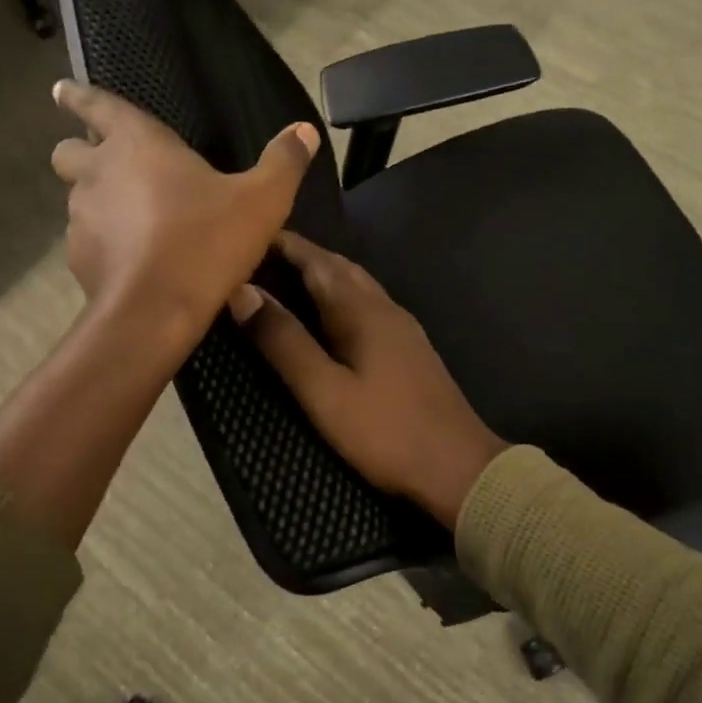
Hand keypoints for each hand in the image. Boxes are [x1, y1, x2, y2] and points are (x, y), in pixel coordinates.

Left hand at [50, 80, 320, 344]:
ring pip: (76, 198)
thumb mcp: (263, 200)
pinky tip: (132, 259)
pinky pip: (86, 239)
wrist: (155, 311)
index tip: (60, 90)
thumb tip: (304, 130)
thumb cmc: (207, 242)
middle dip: (83, 153)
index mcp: (137, 144)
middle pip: (69, 152)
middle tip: (111, 166)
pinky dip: (104, 242)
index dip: (79, 96)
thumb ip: (284, 162)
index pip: (97, 106)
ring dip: (98, 201)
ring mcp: (81, 217)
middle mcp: (99, 173)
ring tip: (133, 220)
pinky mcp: (78, 258)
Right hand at [231, 232, 507, 530]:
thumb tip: (243, 291)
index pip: (317, 261)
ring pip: (358, 285)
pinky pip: (368, 305)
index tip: (248, 236)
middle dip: (303, 256)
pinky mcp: (411, 348)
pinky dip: (341, 298)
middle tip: (261, 258)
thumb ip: (284, 341)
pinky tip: (330, 318)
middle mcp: (385, 307)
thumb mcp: (324, 391)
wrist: (458, 466)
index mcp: (361, 310)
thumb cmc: (385, 431)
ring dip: (324, 275)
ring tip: (287, 282)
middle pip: (340, 267)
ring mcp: (403, 327)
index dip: (284, 246)